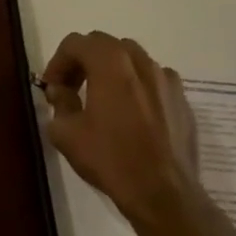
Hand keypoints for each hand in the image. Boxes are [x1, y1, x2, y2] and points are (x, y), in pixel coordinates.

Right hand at [41, 31, 200, 223]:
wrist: (163, 193)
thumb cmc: (110, 159)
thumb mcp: (66, 133)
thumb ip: (59, 103)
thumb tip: (61, 91)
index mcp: (111, 65)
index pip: (77, 43)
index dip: (58, 61)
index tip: (52, 87)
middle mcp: (142, 63)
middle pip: (106, 45)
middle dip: (84, 61)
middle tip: (72, 88)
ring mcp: (167, 81)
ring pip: (133, 59)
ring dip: (111, 70)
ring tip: (102, 98)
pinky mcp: (183, 101)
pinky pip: (154, 80)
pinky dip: (137, 85)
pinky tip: (131, 113)